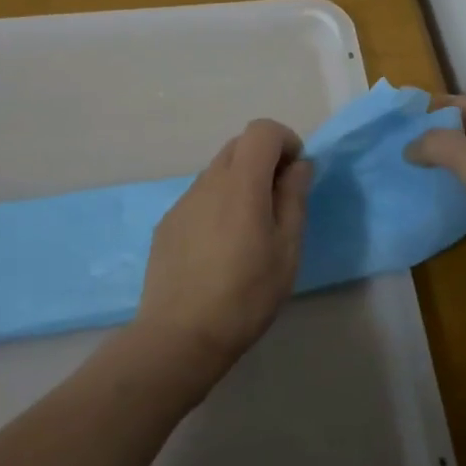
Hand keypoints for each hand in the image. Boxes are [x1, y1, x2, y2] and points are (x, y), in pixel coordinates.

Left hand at [134, 119, 312, 381]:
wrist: (180, 335)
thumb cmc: (246, 295)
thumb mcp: (286, 250)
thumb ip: (294, 199)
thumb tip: (298, 165)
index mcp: (241, 184)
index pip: (261, 130)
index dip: (284, 141)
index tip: (295, 174)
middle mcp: (207, 182)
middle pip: (238, 146)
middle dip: (264, 160)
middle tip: (278, 201)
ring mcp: (182, 202)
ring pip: (217, 173)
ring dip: (240, 184)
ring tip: (249, 231)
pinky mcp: (167, 224)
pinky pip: (199, 198)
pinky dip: (217, 205)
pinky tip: (220, 249)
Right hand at [407, 96, 465, 310]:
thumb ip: (437, 144)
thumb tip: (410, 147)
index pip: (464, 103)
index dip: (430, 108)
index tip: (396, 120)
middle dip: (435, 137)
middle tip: (397, 148)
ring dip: (446, 166)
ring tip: (409, 173)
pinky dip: (459, 191)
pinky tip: (436, 200)